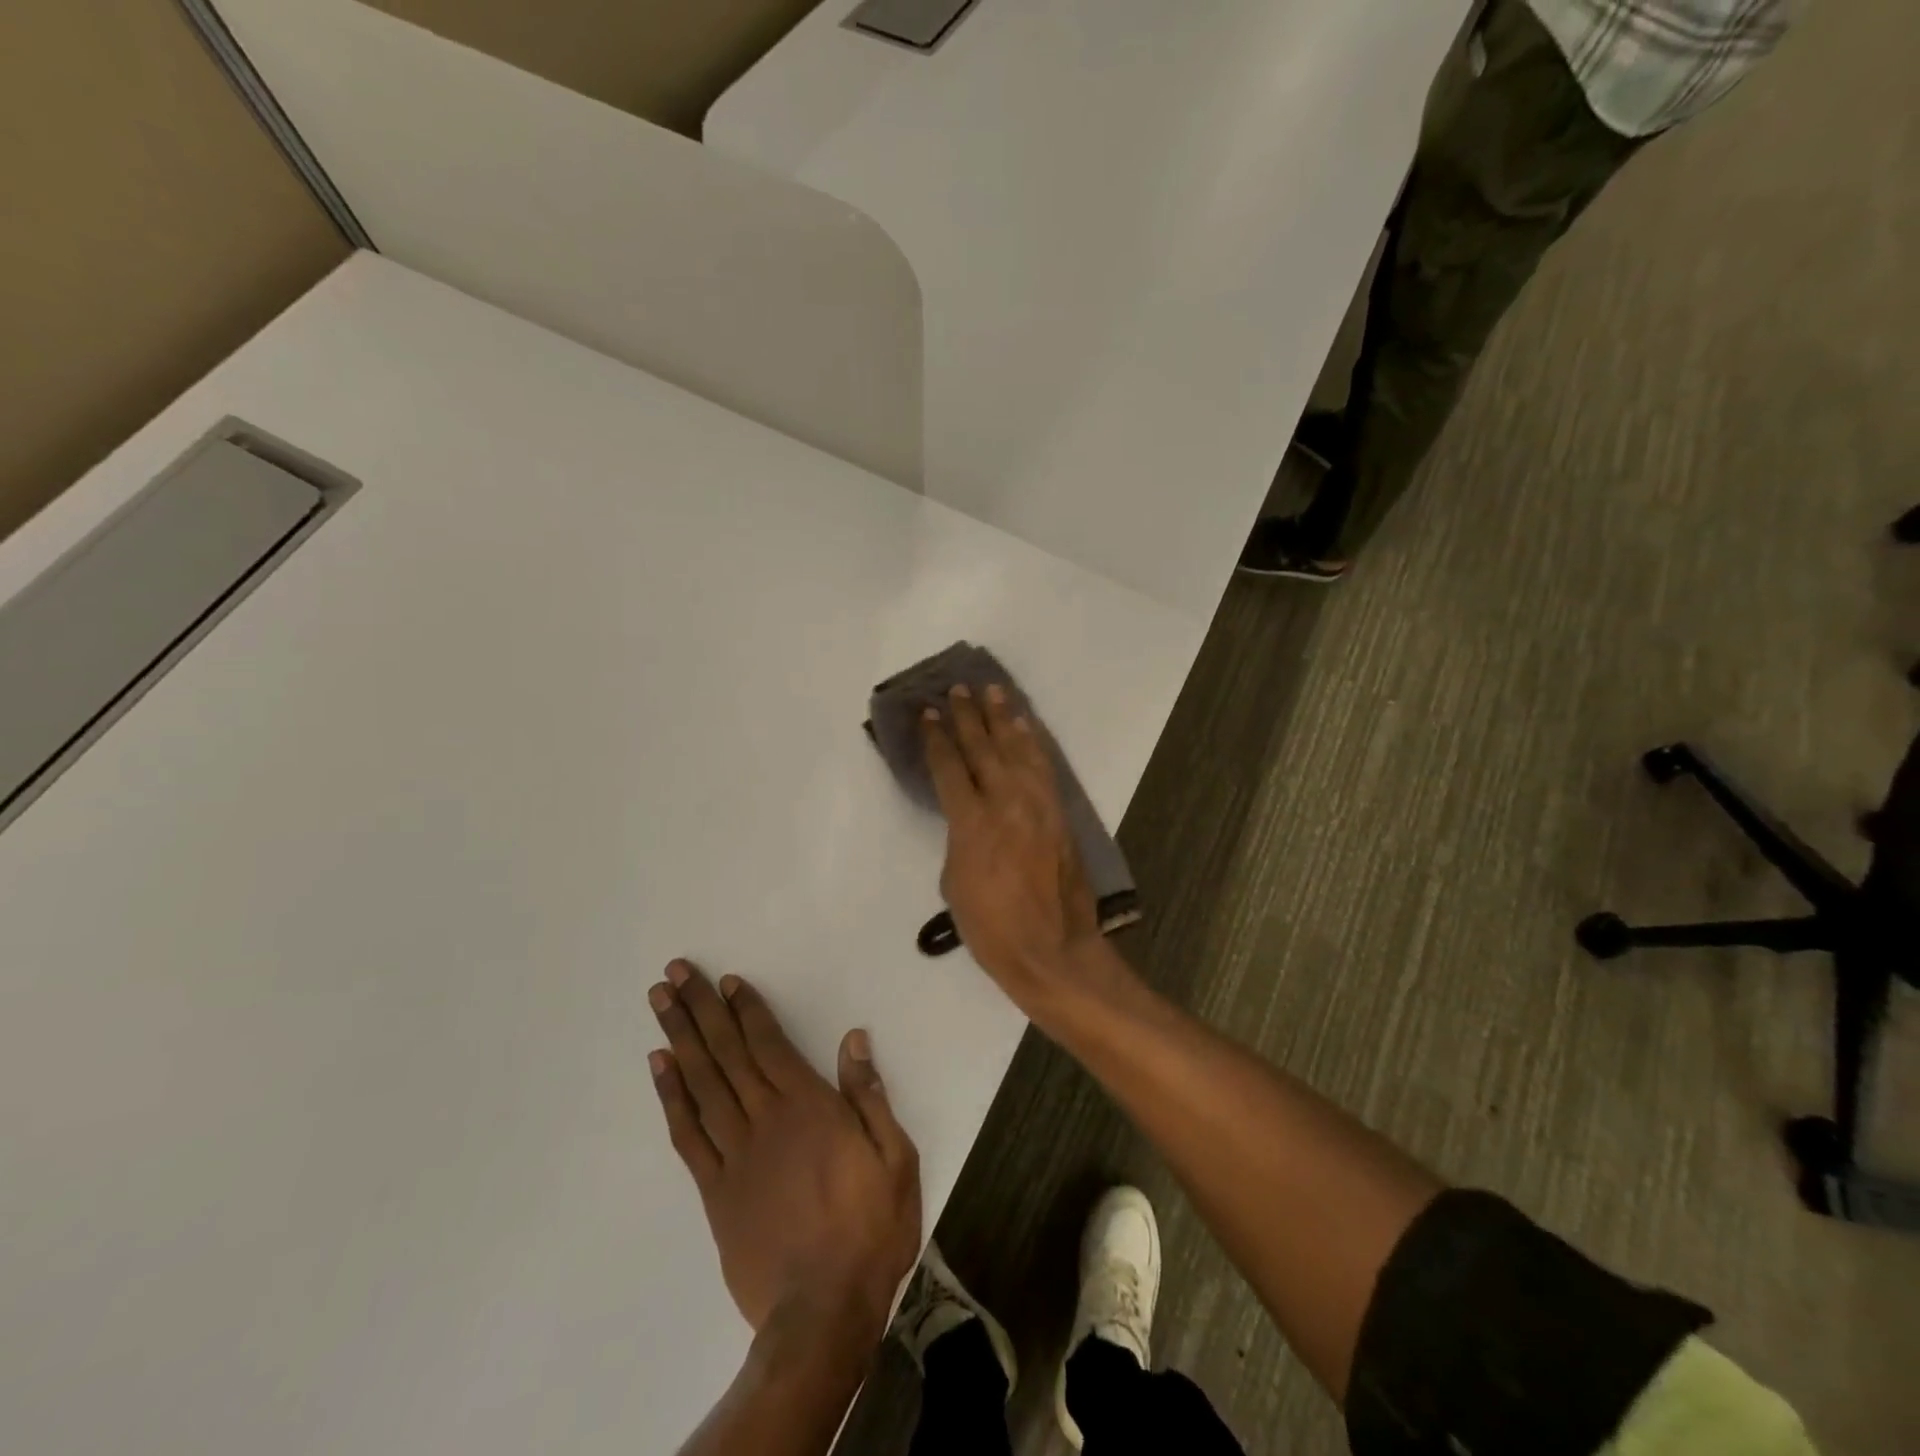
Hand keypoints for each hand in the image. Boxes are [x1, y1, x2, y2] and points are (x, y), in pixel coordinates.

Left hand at [649, 960, 921, 1340]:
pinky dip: (671, 1097)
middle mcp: (765, 1119)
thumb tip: (853, 1040)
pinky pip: (688, 1134)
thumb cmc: (869, 1228)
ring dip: (680, 1038)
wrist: (822, 1311)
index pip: (769, 1044)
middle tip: (674, 973)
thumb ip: (870, 1095)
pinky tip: (659, 1068)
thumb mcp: (895, 1157)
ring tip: (659, 1004)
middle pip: (727, 1053)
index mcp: (809, 1107)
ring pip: (701, 1084)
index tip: (725, 981)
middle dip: (700, 1009)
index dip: (746, 1009)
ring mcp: (734, 1154)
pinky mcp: (715, 1191)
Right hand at [920, 683, 1101, 1006]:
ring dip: (1003, 718)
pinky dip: (1032, 742)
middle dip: (968, 717)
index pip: (950, 768)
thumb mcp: (955, 883)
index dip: (937, 739)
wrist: (1051, 949)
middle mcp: (1005, 803)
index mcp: (972, 823)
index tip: (928, 713)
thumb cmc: (992, 927)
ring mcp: (1037, 805)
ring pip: (1017, 749)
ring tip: (992, 691)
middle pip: (983, 748)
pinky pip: (1043, 767)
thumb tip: (967, 816)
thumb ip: (959, 838)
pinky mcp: (1059, 813)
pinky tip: (1025, 726)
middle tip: (957, 690)